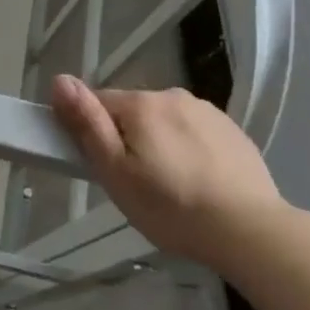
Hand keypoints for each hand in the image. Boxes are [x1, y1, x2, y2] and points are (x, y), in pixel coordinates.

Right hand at [49, 75, 283, 272]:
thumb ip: (87, 124)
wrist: (249, 229)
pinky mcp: (231, 130)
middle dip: (129, 139)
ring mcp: (205, 111)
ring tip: (172, 189)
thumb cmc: (172, 207)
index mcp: (140, 104)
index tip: (102, 166)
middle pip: (134, 112)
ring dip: (160, 143)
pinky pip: (195, 133)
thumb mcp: (117, 173)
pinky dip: (190, 151)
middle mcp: (172, 95)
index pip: (99, 103)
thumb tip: (60, 79)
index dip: (93, 132)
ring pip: (166, 122)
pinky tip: (200, 183)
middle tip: (137, 185)